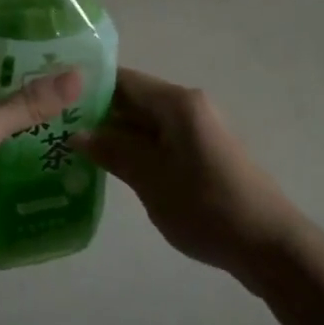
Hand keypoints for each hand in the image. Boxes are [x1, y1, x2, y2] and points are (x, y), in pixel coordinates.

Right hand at [72, 67, 297, 275]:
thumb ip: (114, 151)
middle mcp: (187, 107)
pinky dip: (134, 150)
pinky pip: (159, 141)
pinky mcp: (201, 154)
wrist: (268, 244)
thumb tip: (77, 133)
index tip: (55, 100)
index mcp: (177, 103)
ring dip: (114, 135)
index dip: (89, 87)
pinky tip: (108, 167)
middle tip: (56, 130)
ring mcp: (196, 131)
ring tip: (72, 149)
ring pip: (144, 123)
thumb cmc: (206, 206)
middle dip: (97, 114)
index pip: (123, 80)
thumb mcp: (151, 179)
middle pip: (133, 100)